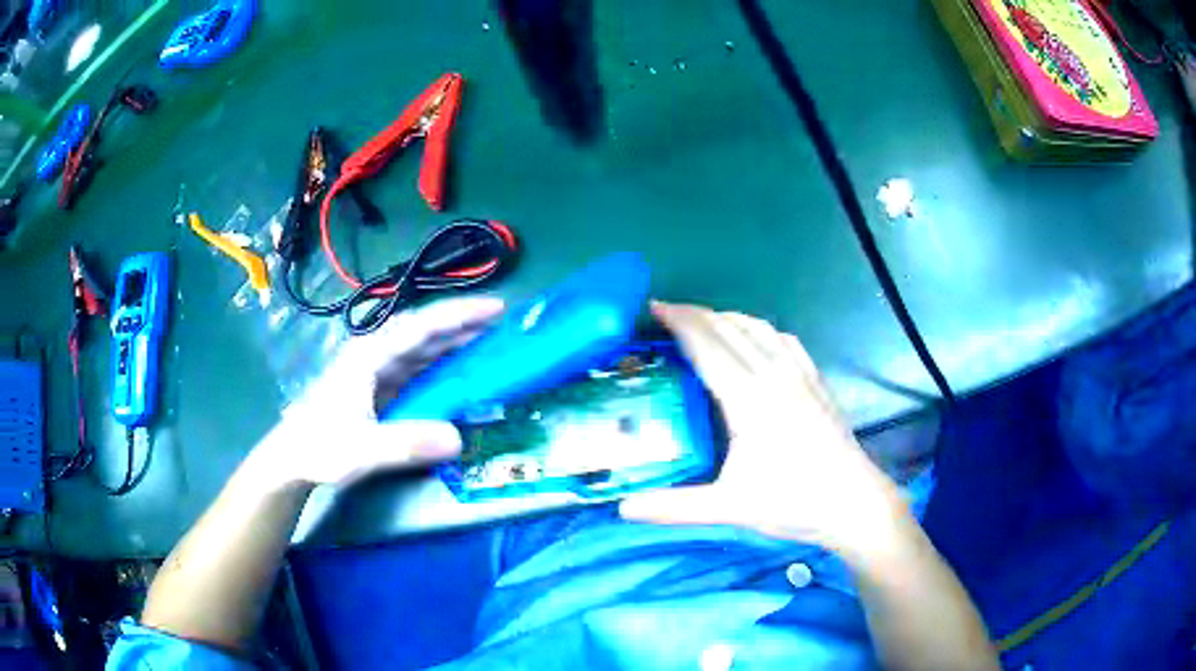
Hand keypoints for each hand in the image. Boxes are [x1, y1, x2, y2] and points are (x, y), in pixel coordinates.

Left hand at [245, 297, 504, 489]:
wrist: (293, 458)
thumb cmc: (321, 448)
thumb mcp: (361, 449)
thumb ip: (404, 444)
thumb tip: (457, 439)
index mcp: (370, 356)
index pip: (420, 326)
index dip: (458, 315)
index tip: (495, 308)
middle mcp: (376, 356)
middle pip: (425, 332)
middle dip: (464, 324)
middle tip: (504, 324)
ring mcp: (378, 372)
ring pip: (423, 349)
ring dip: (455, 343)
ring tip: (491, 342)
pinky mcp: (381, 389)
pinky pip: (419, 370)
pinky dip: (443, 367)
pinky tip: (460, 375)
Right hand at [620, 302, 908, 557]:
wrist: (853, 502)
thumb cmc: (793, 503)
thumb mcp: (729, 507)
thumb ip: (673, 507)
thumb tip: (622, 509)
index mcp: (750, 399)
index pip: (708, 346)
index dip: (679, 322)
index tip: (653, 308)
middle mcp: (775, 375)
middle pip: (730, 329)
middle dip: (696, 314)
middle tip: (665, 315)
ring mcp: (800, 374)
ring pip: (758, 328)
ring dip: (727, 318)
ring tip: (703, 323)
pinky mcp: (816, 381)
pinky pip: (784, 340)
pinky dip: (759, 330)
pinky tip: (755, 340)